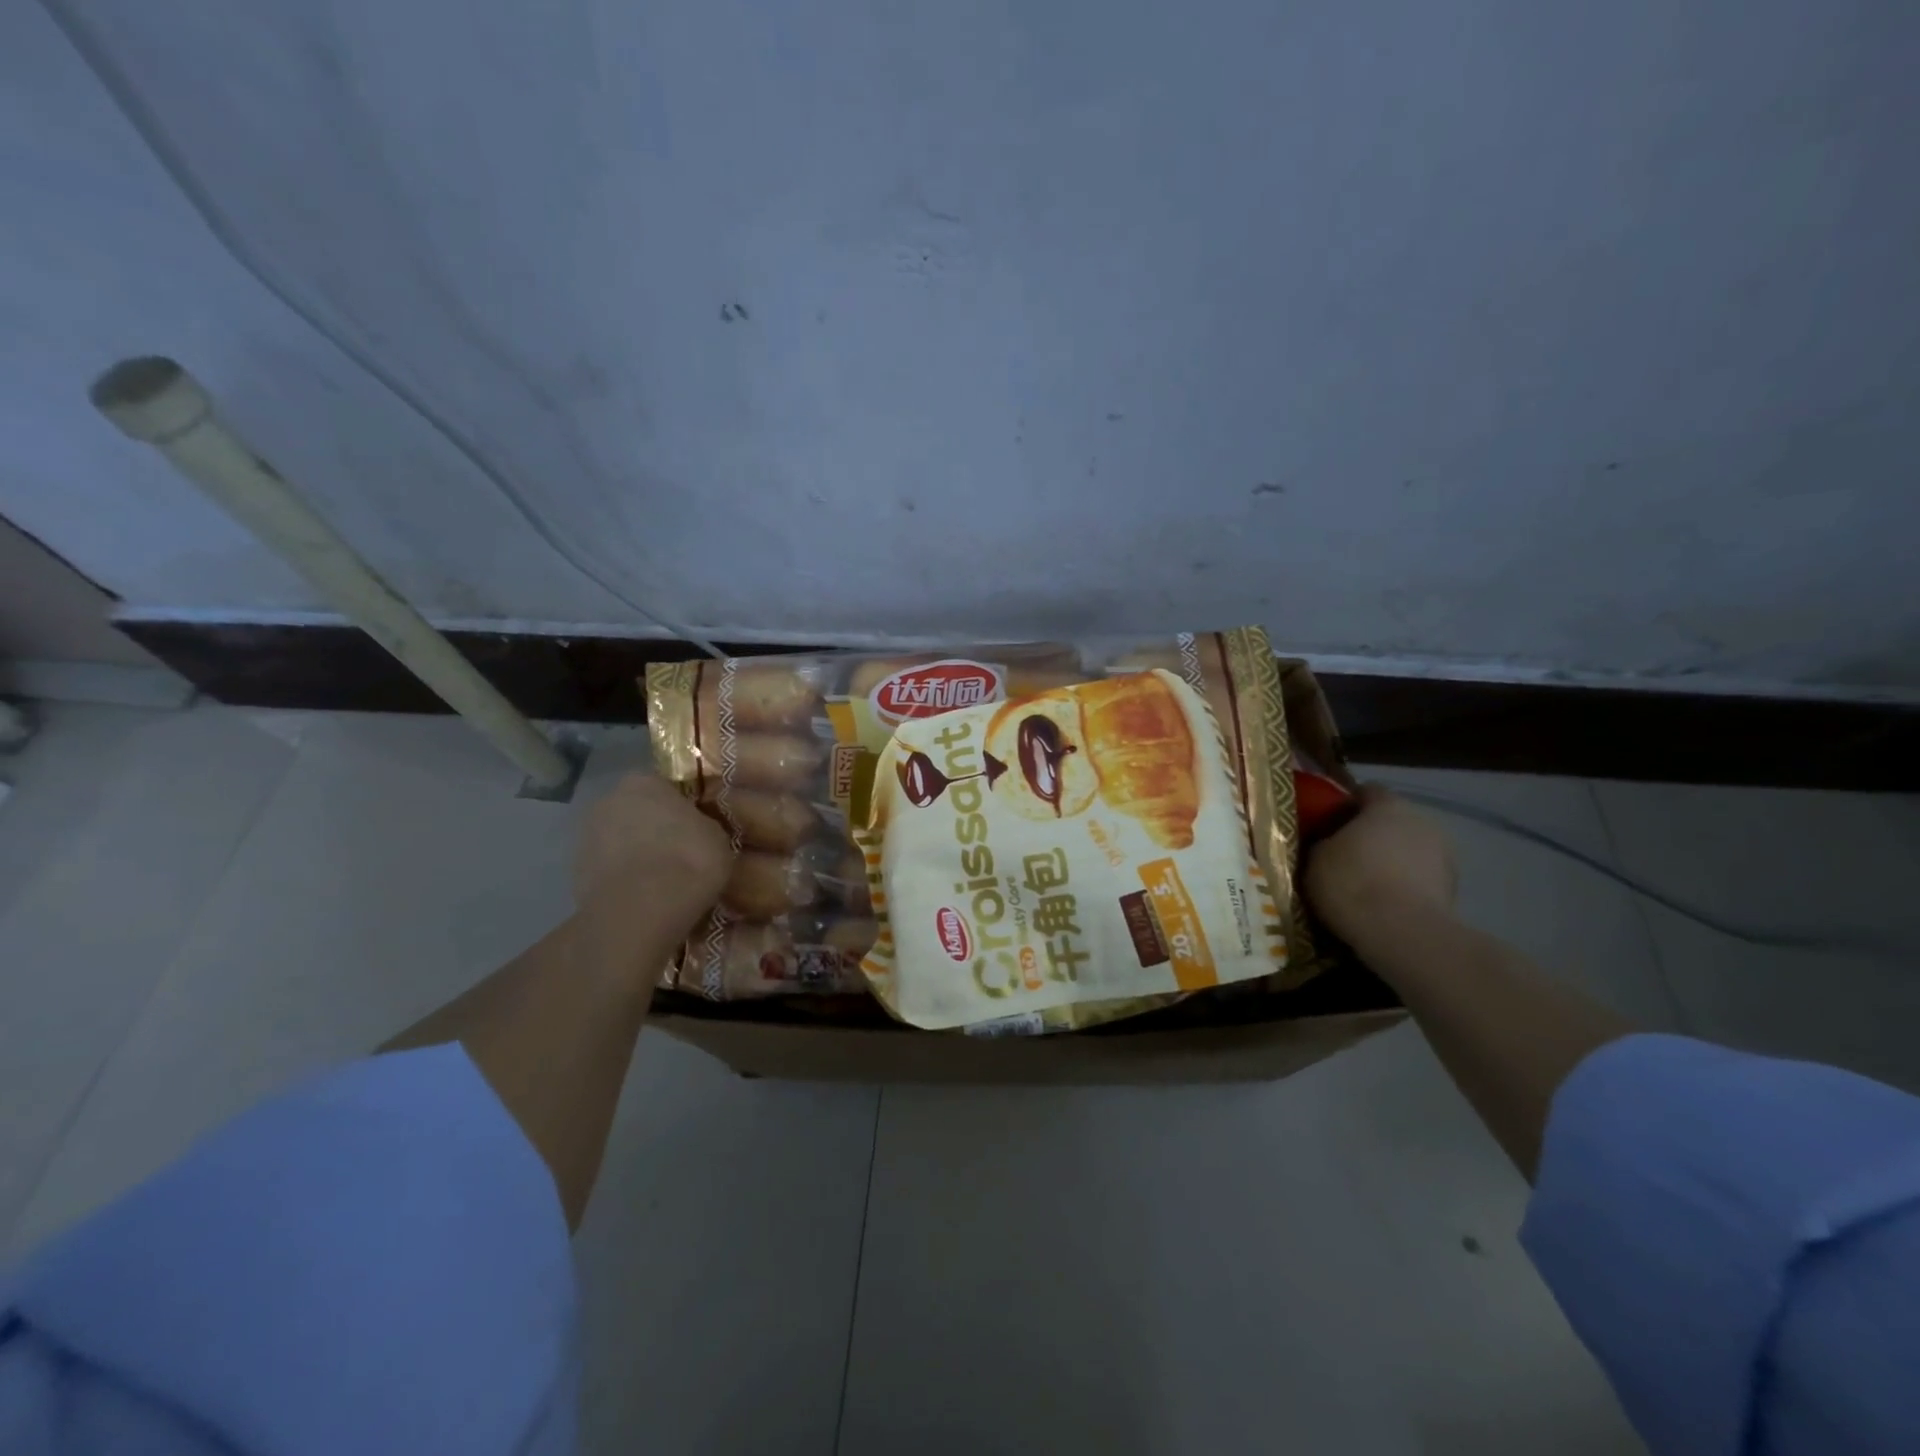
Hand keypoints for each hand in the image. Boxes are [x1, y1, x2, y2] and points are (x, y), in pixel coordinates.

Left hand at [573, 772, 732, 912]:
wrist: (644, 909)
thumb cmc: (689, 859)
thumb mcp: (717, 835)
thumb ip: (702, 824)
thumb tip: (698, 830)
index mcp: (644, 781)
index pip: (665, 786)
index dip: (682, 807)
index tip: (696, 826)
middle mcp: (608, 800)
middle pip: (636, 811)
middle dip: (654, 828)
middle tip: (680, 851)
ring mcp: (586, 836)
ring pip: (619, 840)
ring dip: (636, 853)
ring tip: (663, 879)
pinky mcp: (575, 873)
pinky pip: (609, 869)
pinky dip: (623, 878)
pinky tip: (644, 896)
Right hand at [1304, 783, 1456, 942]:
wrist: (1402, 934)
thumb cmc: (1352, 883)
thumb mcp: (1315, 857)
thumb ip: (1323, 841)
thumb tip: (1328, 843)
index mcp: (1388, 805)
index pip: (1366, 791)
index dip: (1345, 805)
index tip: (1326, 823)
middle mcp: (1422, 821)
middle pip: (1391, 821)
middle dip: (1370, 835)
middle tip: (1343, 855)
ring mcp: (1444, 856)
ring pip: (1409, 850)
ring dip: (1390, 861)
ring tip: (1365, 884)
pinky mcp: (1453, 890)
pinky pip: (1420, 878)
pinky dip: (1404, 886)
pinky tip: (1383, 904)